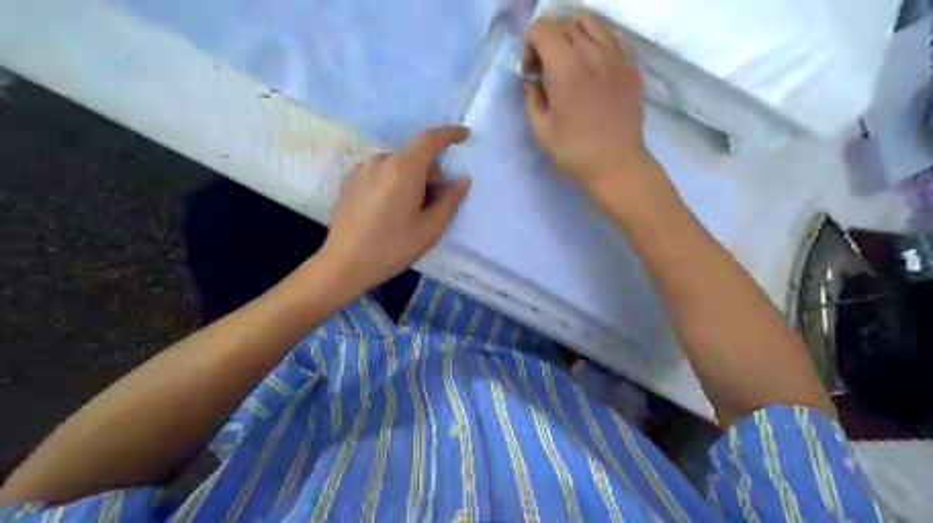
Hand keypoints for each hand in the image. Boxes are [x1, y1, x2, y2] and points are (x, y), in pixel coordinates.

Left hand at [316, 124, 470, 291]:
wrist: (344, 264)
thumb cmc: (392, 247)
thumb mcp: (430, 229)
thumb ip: (450, 200)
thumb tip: (462, 180)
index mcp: (403, 169)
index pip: (430, 139)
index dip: (450, 134)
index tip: (465, 135)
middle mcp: (381, 161)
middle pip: (415, 156)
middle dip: (431, 174)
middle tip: (432, 206)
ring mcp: (362, 169)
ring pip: (398, 165)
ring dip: (411, 179)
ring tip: (408, 212)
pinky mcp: (350, 180)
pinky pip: (381, 172)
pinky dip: (393, 182)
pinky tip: (388, 211)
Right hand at [522, 13, 673, 211]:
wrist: (616, 165)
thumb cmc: (574, 152)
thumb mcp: (541, 128)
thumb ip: (532, 95)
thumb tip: (533, 77)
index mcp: (566, 68)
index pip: (542, 28)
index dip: (530, 45)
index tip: (531, 72)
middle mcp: (592, 52)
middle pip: (565, 21)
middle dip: (548, 38)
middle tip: (546, 67)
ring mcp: (616, 56)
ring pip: (591, 21)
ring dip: (572, 32)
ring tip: (569, 58)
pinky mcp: (631, 66)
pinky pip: (613, 35)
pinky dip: (597, 39)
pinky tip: (593, 61)